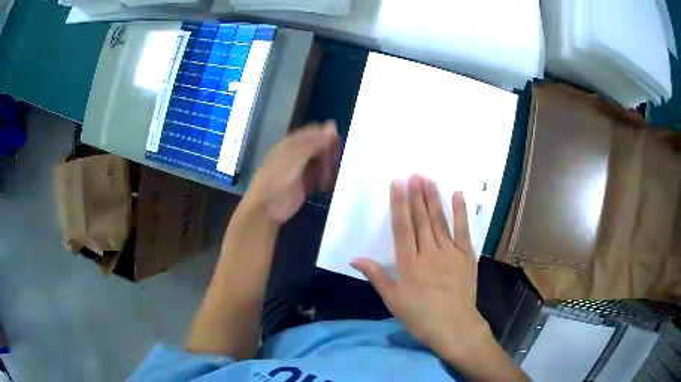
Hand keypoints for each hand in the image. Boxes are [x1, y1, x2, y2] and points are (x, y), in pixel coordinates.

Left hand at [245, 121, 338, 224]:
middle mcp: (295, 155)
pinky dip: (326, 178)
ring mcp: (300, 171)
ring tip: (334, 170)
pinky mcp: (305, 186)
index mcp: (289, 145)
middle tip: (336, 158)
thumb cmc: (277, 178)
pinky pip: (319, 178)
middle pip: (316, 148)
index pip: (310, 134)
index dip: (323, 134)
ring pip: (319, 163)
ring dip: (328, 165)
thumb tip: (332, 127)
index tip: (337, 138)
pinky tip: (331, 181)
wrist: (267, 207)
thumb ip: (314, 143)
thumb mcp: (295, 156)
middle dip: (327, 151)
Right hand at [352, 175, 491, 362]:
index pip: (402, 228)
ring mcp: (451, 253)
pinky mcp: (467, 256)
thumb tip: (355, 259)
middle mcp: (429, 253)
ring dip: (433, 199)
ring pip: (440, 221)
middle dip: (416, 195)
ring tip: (428, 179)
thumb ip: (376, 276)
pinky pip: (463, 230)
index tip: (397, 184)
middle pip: (421, 219)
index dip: (399, 204)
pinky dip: (460, 212)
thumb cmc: (420, 316)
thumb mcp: (393, 300)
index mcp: (409, 264)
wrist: (454, 327)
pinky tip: (457, 195)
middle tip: (414, 174)